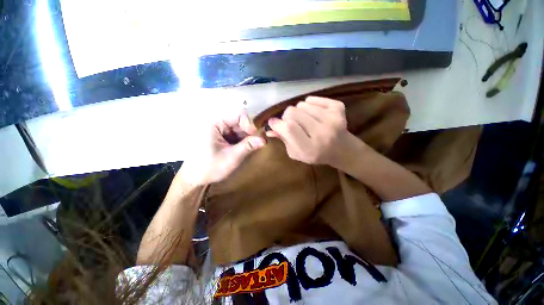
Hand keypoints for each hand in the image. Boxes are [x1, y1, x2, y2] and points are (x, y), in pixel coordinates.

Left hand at [182, 112, 265, 184]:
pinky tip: (245, 149)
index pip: (239, 116)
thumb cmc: (210, 167)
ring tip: (251, 148)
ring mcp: (220, 130)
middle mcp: (218, 123)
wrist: (195, 178)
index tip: (256, 136)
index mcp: (216, 124)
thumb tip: (264, 140)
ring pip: (240, 129)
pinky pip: (236, 135)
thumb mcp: (232, 157)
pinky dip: (243, 141)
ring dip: (247, 138)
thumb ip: (248, 146)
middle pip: (240, 122)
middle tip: (257, 144)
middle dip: (250, 133)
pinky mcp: (222, 137)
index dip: (250, 124)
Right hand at [267, 96, 357, 167]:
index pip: (289, 128)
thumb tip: (270, 126)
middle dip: (287, 117)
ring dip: (298, 111)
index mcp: (310, 148)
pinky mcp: (338, 108)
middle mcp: (322, 133)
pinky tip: (313, 114)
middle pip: (293, 113)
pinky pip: (312, 99)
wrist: (342, 149)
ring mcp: (332, 119)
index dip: (278, 123)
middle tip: (291, 123)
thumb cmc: (315, 154)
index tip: (273, 122)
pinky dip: (308, 105)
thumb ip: (283, 140)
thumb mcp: (296, 153)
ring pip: (301, 104)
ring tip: (304, 120)